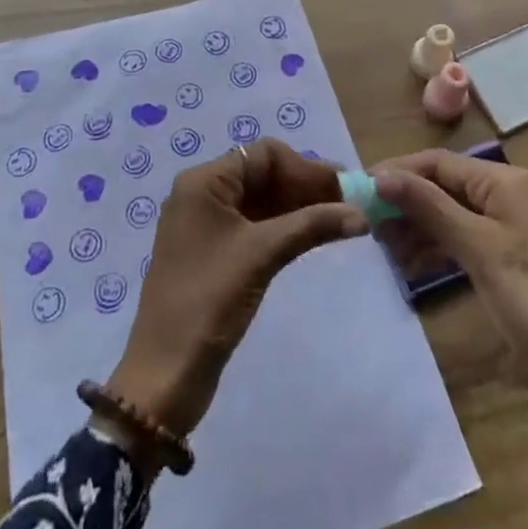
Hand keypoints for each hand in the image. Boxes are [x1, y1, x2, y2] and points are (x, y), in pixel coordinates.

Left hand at [108, 139, 366, 440]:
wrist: (166, 373)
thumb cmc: (210, 299)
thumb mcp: (262, 254)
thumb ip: (311, 225)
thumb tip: (361, 214)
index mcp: (204, 181)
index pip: (263, 155)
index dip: (305, 167)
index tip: (343, 188)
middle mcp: (202, 193)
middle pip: (262, 175)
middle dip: (305, 186)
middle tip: (349, 203)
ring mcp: (206, 225)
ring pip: (260, 201)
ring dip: (298, 207)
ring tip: (340, 220)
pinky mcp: (213, 253)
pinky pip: (254, 225)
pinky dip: (283, 228)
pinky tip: (313, 237)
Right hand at [374, 150, 527, 493]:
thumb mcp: (478, 248)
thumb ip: (429, 207)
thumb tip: (381, 175)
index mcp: (504, 182)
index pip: (438, 162)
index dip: (398, 172)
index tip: (358, 190)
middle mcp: (506, 194)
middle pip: (442, 186)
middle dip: (405, 202)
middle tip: (367, 226)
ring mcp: (508, 227)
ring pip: (449, 213)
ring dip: (416, 227)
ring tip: (383, 249)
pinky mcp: (507, 258)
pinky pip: (461, 239)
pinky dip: (435, 248)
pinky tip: (410, 265)